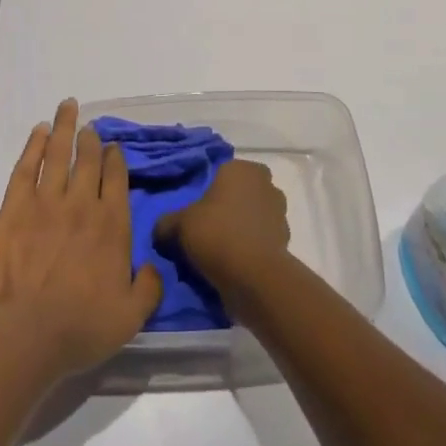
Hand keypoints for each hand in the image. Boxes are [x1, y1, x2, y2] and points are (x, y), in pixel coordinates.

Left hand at [0, 99, 161, 379]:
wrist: (25, 334)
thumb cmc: (81, 328)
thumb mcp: (131, 316)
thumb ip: (149, 287)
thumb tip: (153, 266)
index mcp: (112, 224)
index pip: (117, 178)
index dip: (116, 159)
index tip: (114, 147)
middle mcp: (82, 203)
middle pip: (88, 159)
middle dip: (91, 139)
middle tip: (90, 126)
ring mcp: (46, 202)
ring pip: (58, 153)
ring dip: (64, 128)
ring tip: (67, 107)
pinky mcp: (14, 209)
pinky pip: (26, 168)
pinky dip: (33, 146)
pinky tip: (38, 132)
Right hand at [157, 159, 290, 291]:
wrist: (255, 276)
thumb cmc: (216, 234)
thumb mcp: (179, 225)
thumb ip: (166, 223)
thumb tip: (160, 230)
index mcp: (241, 168)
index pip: (221, 173)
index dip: (207, 192)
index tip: (195, 212)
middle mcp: (264, 183)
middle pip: (239, 193)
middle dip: (226, 208)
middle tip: (206, 230)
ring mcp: (279, 211)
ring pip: (252, 215)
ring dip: (240, 228)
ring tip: (219, 251)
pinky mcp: (285, 239)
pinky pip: (261, 238)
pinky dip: (251, 247)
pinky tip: (234, 263)